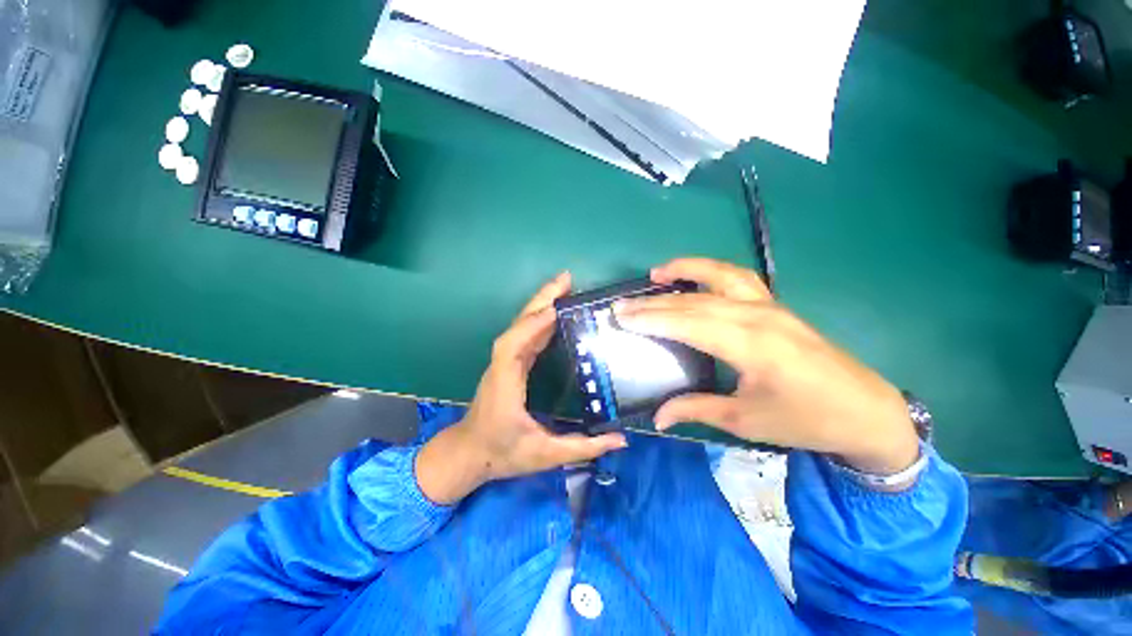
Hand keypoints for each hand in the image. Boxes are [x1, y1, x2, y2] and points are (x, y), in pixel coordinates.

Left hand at [416, 272, 627, 504]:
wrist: (470, 453)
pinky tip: (556, 313)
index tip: (557, 309)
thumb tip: (620, 439)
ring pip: (522, 325)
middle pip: (519, 325)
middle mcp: (502, 366)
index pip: (513, 346)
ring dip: (541, 304)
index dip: (532, 325)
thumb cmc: (502, 453)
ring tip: (564, 288)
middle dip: (541, 300)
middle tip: (566, 280)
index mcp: (505, 384)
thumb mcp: (545, 456)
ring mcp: (504, 362)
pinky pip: (525, 334)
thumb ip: (582, 448)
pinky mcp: (510, 362)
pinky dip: (540, 319)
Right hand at [614, 258, 918, 476]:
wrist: (866, 411)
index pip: (688, 324)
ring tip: (656, 273)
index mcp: (751, 346)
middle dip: (654, 302)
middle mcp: (757, 316)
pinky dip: (710, 271)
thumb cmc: (806, 421)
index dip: (651, 320)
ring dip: (685, 270)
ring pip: (719, 277)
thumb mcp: (746, 421)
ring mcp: (769, 305)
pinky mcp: (775, 305)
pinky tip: (695, 276)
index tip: (622, 318)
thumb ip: (696, 410)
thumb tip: (657, 417)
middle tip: (622, 305)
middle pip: (694, 302)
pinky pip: (738, 278)